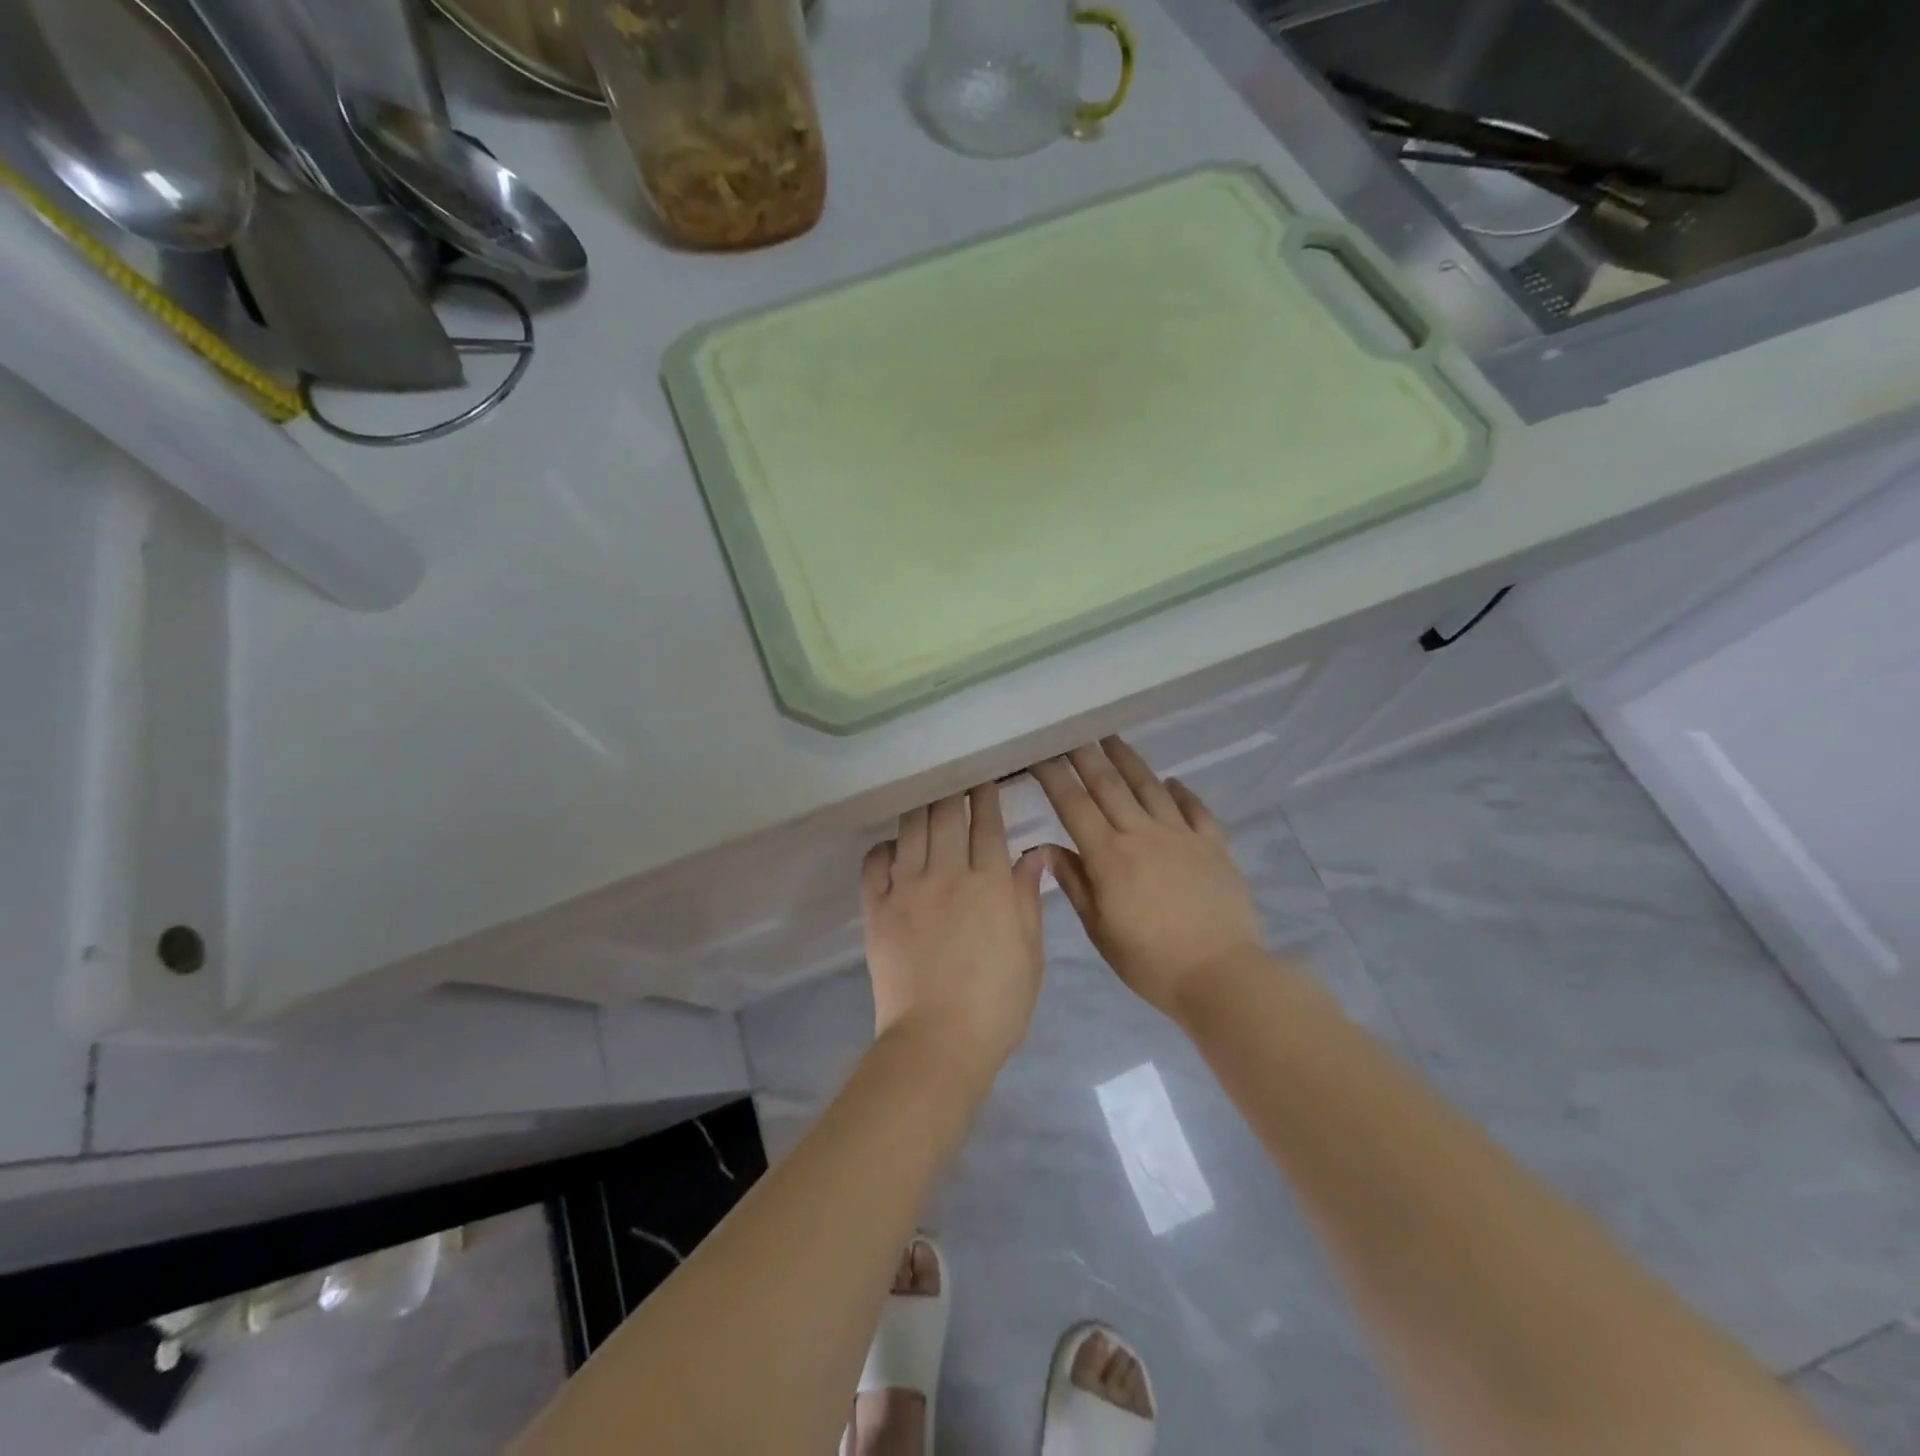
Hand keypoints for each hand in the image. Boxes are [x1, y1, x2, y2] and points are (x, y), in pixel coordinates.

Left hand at [862, 784, 1048, 1083]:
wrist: (937, 1042)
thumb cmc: (997, 1003)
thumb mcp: (1029, 952)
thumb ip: (1027, 898)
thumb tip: (1033, 854)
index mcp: (989, 883)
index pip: (987, 824)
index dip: (986, 796)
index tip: (985, 778)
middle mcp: (946, 874)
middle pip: (946, 816)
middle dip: (952, 789)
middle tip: (954, 775)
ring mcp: (907, 889)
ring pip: (911, 830)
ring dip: (920, 807)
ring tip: (924, 794)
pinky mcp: (877, 909)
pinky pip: (874, 863)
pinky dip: (884, 847)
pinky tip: (893, 844)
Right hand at [1034, 738, 1263, 1017]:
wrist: (1221, 975)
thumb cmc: (1151, 961)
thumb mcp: (1100, 930)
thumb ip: (1075, 884)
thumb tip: (1047, 848)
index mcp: (1110, 856)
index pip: (1074, 805)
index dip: (1054, 777)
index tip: (1039, 753)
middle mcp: (1143, 834)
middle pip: (1109, 785)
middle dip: (1086, 755)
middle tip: (1071, 730)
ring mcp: (1182, 836)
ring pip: (1150, 787)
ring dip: (1129, 760)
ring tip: (1112, 738)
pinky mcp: (1213, 845)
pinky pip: (1195, 809)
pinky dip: (1182, 792)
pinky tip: (1172, 781)